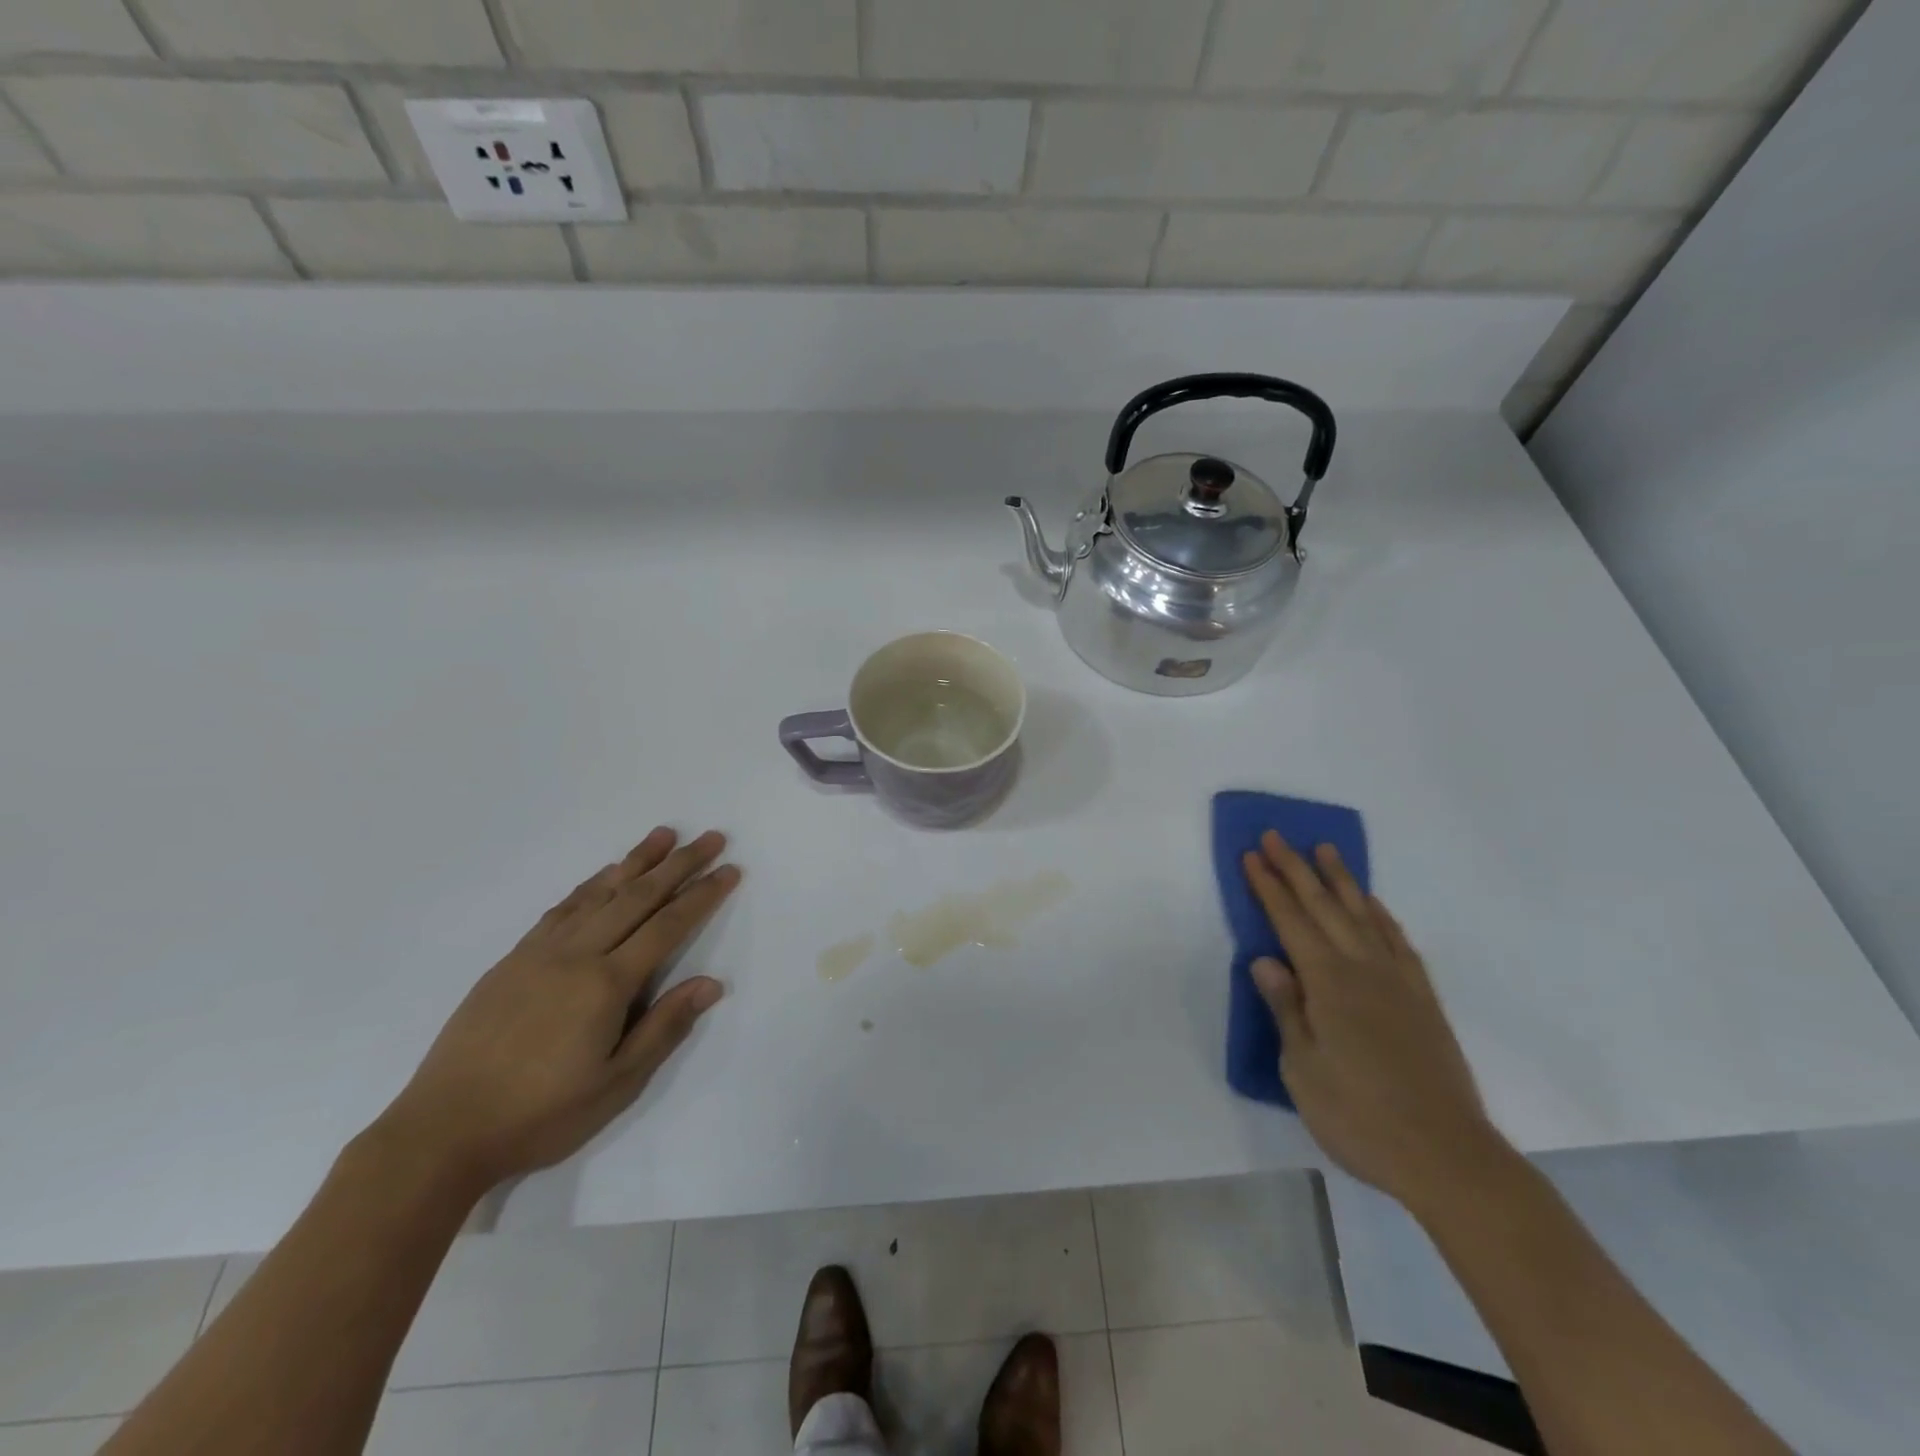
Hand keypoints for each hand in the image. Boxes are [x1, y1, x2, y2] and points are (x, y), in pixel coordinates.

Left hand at [374, 827, 740, 1195]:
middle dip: (679, 864)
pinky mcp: (512, 960)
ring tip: (663, 835)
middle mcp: (575, 955)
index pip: (667, 926)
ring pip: (598, 893)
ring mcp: (539, 953)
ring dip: (635, 861)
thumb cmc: (540, 1115)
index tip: (729, 869)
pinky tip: (603, 876)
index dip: (702, 895)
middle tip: (710, 837)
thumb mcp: (615, 1084)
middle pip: (637, 896)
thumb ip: (663, 1028)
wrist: (441, 1132)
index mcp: (605, 984)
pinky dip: (590, 885)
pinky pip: (561, 909)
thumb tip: (711, 983)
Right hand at [1243, 832, 1507, 1211]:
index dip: (1269, 887)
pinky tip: (1374, 905)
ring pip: (1364, 915)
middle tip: (1276, 836)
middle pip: (1325, 907)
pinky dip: (1382, 916)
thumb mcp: (1303, 1070)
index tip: (1252, 855)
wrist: (1447, 1156)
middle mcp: (1363, 970)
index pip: (1290, 922)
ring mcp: (1398, 982)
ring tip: (1324, 850)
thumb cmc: (1359, 1116)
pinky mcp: (1423, 1000)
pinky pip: (1399, 942)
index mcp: (1328, 984)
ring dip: (1341, 880)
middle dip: (1296, 869)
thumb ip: (1286, 1010)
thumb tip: (1266, 961)